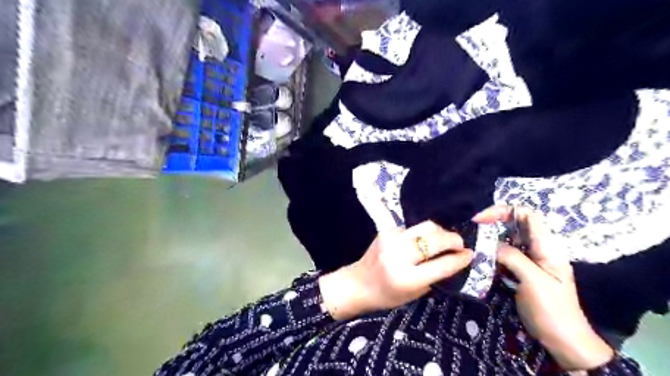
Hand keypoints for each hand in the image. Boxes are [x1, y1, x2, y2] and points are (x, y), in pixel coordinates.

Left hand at [318, 222, 470, 320]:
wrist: (358, 283)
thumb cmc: (386, 295)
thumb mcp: (414, 294)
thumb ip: (435, 277)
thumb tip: (456, 259)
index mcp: (406, 278)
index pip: (441, 264)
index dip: (460, 258)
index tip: (471, 254)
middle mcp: (398, 255)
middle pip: (434, 238)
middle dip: (453, 239)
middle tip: (460, 244)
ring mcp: (391, 239)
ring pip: (425, 226)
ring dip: (440, 232)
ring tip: (446, 240)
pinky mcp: (386, 230)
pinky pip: (412, 228)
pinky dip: (422, 234)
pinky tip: (424, 241)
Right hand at [471, 205, 611, 369]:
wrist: (563, 340)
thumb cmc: (552, 310)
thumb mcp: (533, 280)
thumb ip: (513, 257)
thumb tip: (490, 244)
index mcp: (547, 246)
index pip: (527, 215)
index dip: (503, 211)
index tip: (481, 220)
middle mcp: (539, 248)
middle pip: (515, 224)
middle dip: (494, 223)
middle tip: (474, 231)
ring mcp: (531, 259)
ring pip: (508, 239)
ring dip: (491, 239)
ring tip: (475, 244)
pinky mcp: (522, 270)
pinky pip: (505, 254)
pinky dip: (492, 253)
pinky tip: (482, 259)